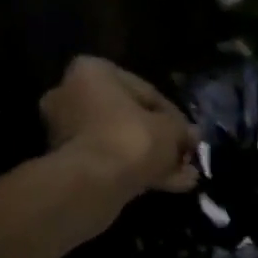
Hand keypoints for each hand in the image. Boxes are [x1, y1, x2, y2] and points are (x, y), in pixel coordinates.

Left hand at [42, 57, 199, 207]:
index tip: (189, 135)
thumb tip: (191, 135)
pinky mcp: (68, 163)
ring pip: (120, 143)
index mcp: (92, 72)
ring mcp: (66, 131)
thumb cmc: (132, 139)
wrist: (93, 184)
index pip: (144, 90)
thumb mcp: (171, 129)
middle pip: (128, 118)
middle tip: (185, 155)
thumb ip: (182, 129)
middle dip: (159, 139)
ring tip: (184, 176)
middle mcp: (71, 95)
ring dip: (151, 158)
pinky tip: (168, 185)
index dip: (173, 115)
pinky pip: (109, 162)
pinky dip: (135, 171)